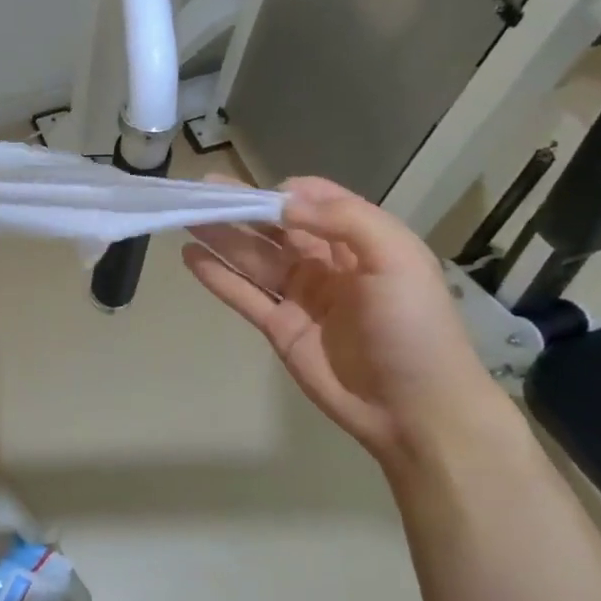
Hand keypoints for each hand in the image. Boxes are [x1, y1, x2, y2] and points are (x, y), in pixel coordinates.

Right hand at [182, 176, 512, 471]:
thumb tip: (284, 201)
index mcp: (358, 241)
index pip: (314, 202)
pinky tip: (190, 256)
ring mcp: (300, 296)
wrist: (416, 410)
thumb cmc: (413, 326)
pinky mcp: (280, 328)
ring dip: (220, 236)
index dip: (283, 193)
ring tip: (184, 215)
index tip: (255, 191)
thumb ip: (344, 219)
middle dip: (240, 207)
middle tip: (200, 190)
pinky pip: (243, 295)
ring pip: (252, 258)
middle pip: (274, 227)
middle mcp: (326, 263)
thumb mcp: (396, 258)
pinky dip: (216, 276)